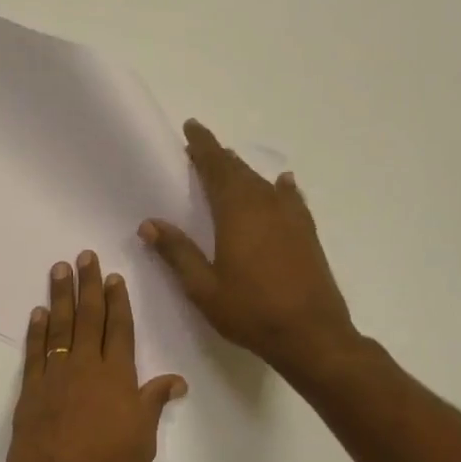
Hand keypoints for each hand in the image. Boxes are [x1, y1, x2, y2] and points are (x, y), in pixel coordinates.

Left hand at [4, 253, 187, 461]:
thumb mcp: (142, 440)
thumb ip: (152, 404)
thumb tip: (175, 380)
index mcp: (118, 378)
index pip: (120, 329)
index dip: (118, 302)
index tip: (114, 277)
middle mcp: (86, 368)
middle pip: (89, 318)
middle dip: (88, 285)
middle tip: (84, 257)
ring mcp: (55, 377)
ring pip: (59, 327)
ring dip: (60, 297)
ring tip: (59, 270)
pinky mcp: (30, 391)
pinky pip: (34, 352)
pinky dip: (36, 331)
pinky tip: (38, 313)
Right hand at [140, 119, 359, 370]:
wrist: (311, 334)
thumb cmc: (250, 311)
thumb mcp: (203, 287)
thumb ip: (177, 253)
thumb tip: (149, 223)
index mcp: (237, 213)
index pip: (217, 168)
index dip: (203, 147)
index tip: (191, 127)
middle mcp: (266, 206)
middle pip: (240, 171)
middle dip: (220, 156)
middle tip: (201, 148)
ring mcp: (291, 219)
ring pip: (264, 183)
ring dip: (244, 172)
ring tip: (230, 166)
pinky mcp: (306, 234)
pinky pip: (290, 199)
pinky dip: (280, 188)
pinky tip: (282, 184)